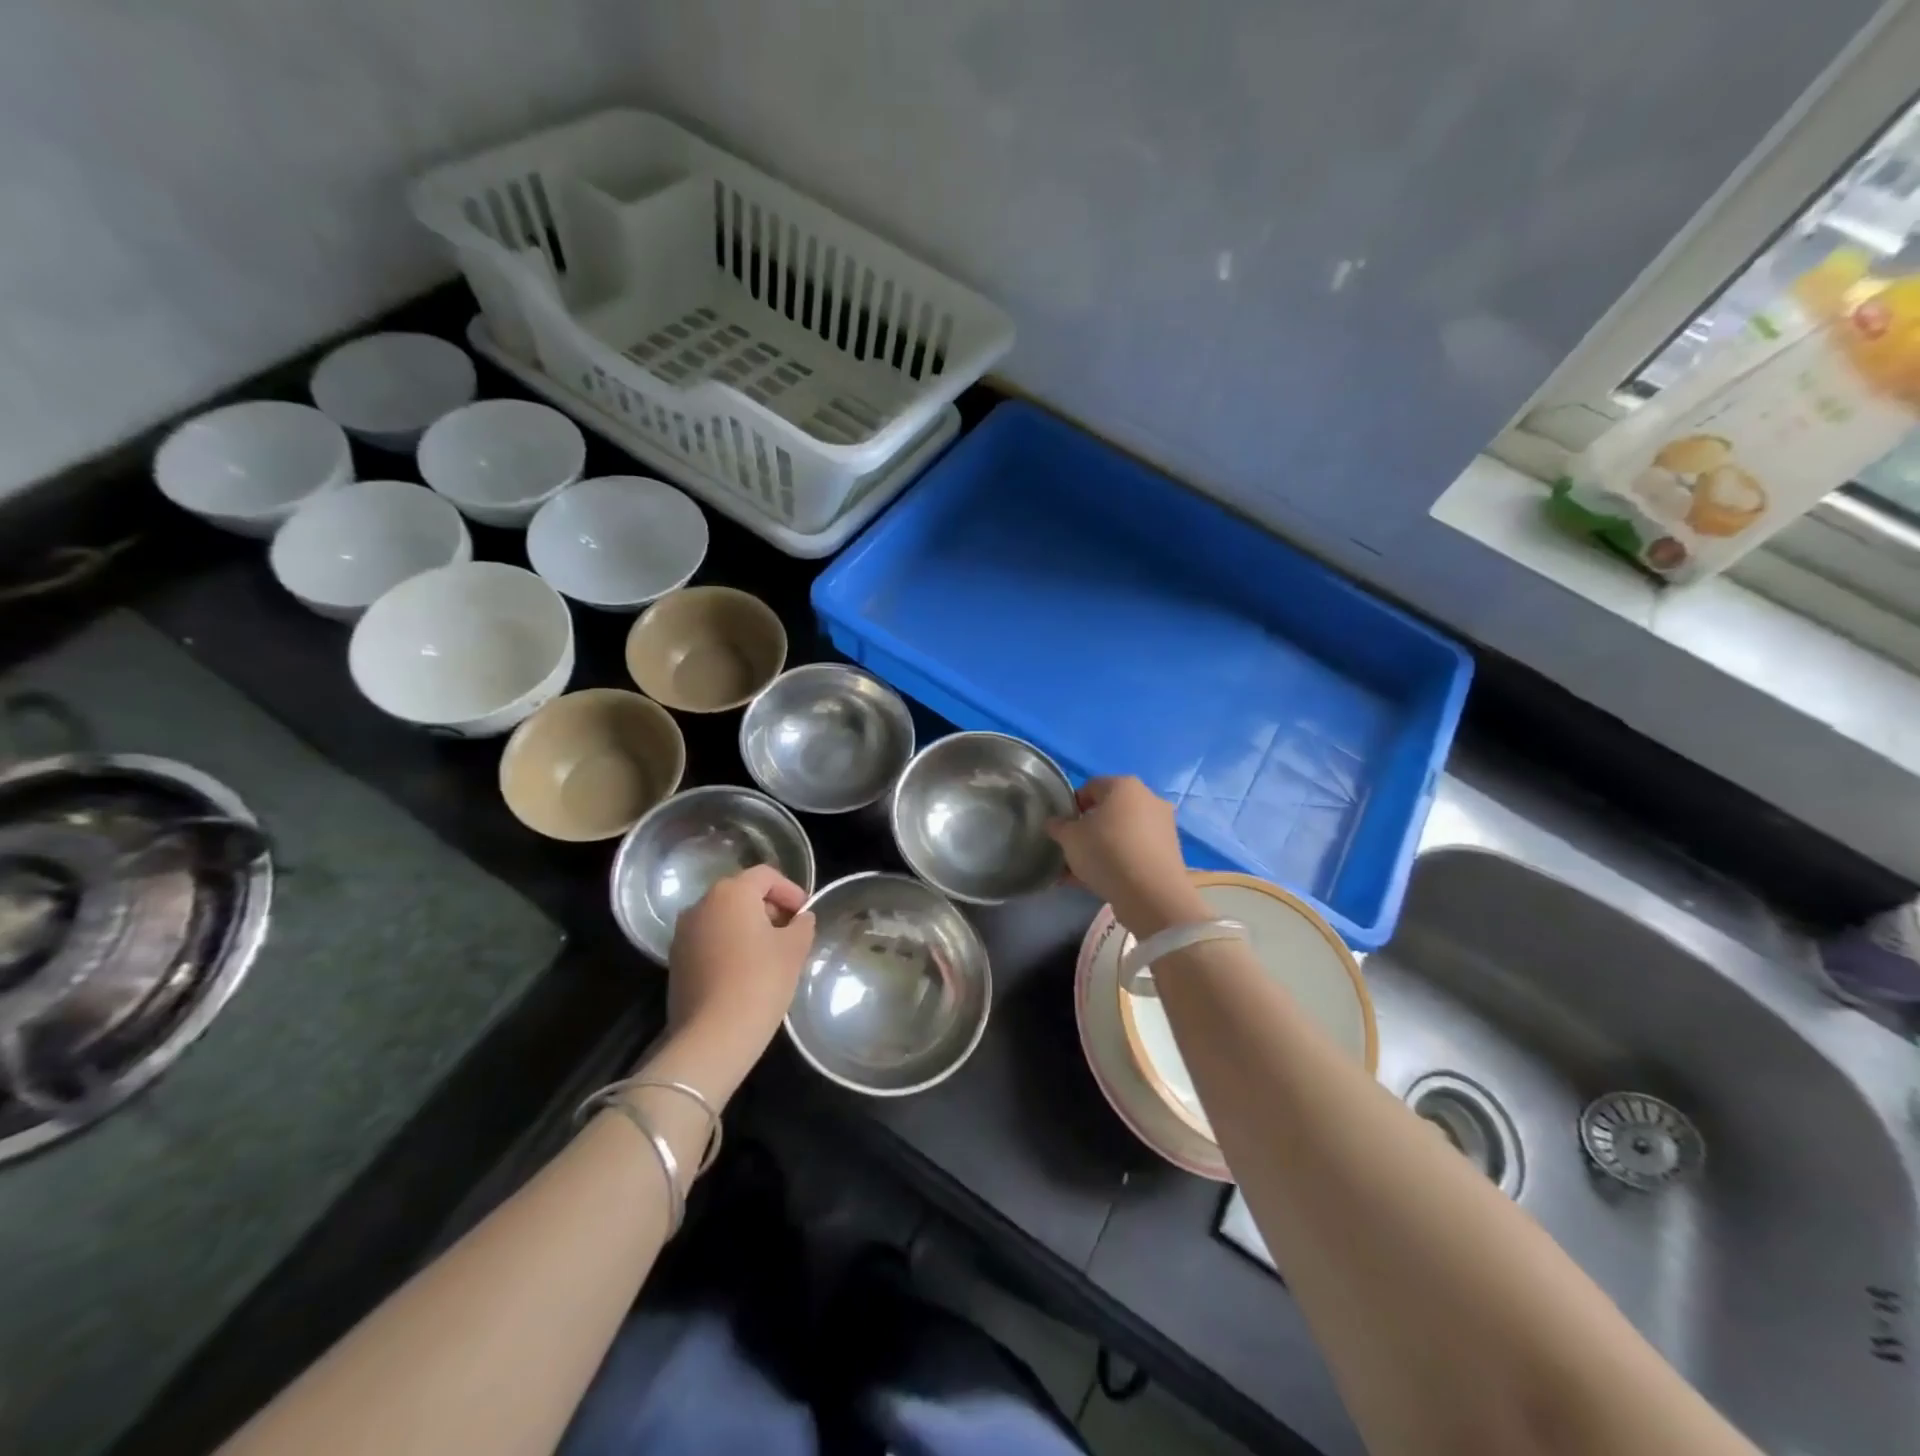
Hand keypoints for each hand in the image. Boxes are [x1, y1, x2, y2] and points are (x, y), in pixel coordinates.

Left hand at [666, 866, 815, 1077]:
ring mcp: (683, 933)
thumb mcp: (794, 949)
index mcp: (731, 893)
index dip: (790, 889)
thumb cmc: (760, 981)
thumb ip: (802, 925)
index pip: (765, 875)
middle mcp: (702, 904)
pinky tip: (746, 970)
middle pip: (741, 893)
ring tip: (770, 953)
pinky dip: (729, 945)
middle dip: (769, 907)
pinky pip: (709, 940)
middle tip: (791, 931)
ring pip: (723, 917)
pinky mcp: (676, 960)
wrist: (713, 1036)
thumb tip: (800, 919)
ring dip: (748, 927)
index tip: (805, 912)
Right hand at [1047, 776, 1206, 936]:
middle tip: (1073, 849)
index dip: (1073, 806)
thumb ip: (1058, 826)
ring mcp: (1163, 827)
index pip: (1091, 787)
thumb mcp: (1070, 838)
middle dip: (1089, 829)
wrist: (1151, 894)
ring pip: (1122, 834)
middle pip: (1109, 811)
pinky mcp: (1169, 853)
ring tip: (1081, 873)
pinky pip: (1135, 852)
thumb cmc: (1106, 852)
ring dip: (1102, 849)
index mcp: (1125, 786)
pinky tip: (1099, 883)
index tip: (1063, 827)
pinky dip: (1118, 862)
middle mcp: (1148, 799)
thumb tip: (1054, 822)